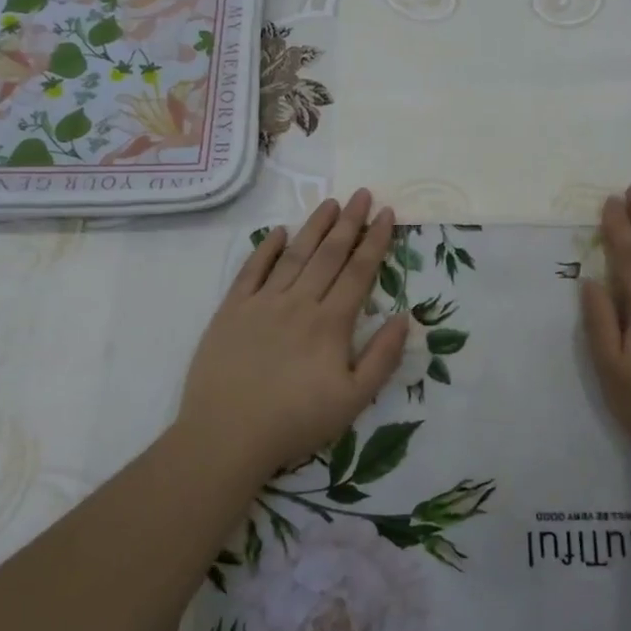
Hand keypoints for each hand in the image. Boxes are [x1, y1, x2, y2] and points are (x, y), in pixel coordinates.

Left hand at [176, 190, 408, 476]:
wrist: (226, 436)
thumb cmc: (295, 422)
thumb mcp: (354, 400)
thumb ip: (383, 357)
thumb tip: (404, 317)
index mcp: (330, 323)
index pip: (358, 271)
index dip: (375, 240)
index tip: (387, 213)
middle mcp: (298, 303)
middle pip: (329, 254)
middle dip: (350, 222)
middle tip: (363, 194)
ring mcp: (262, 303)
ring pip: (294, 255)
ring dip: (314, 226)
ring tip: (331, 203)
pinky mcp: (231, 311)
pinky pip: (251, 271)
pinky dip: (266, 249)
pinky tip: (279, 232)